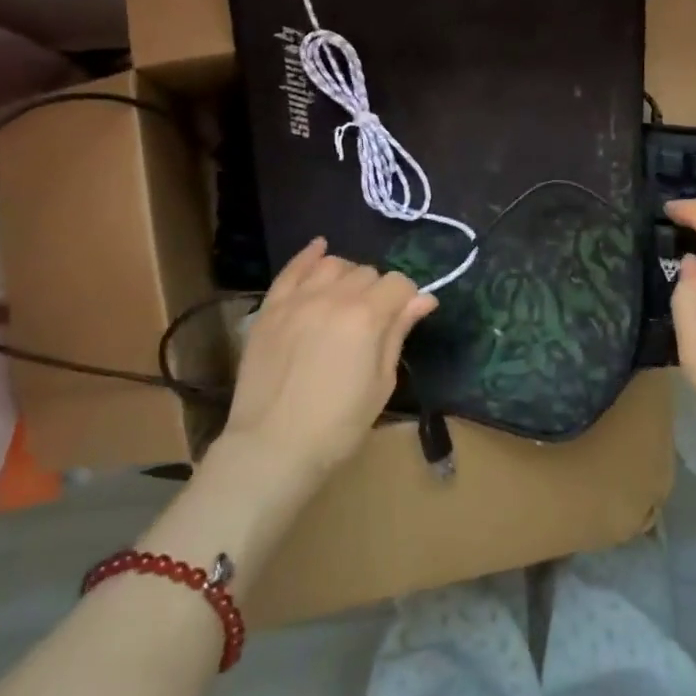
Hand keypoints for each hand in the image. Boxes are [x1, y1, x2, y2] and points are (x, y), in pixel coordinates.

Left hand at [219, 237, 436, 484]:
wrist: (272, 447)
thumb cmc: (337, 425)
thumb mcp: (380, 383)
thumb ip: (398, 333)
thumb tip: (425, 299)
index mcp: (366, 316)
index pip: (398, 284)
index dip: (406, 299)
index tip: (404, 318)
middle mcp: (333, 297)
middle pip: (366, 273)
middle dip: (377, 291)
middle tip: (373, 321)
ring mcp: (297, 299)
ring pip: (332, 265)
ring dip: (347, 275)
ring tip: (347, 297)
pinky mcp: (270, 308)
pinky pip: (292, 270)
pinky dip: (309, 256)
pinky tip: (320, 248)